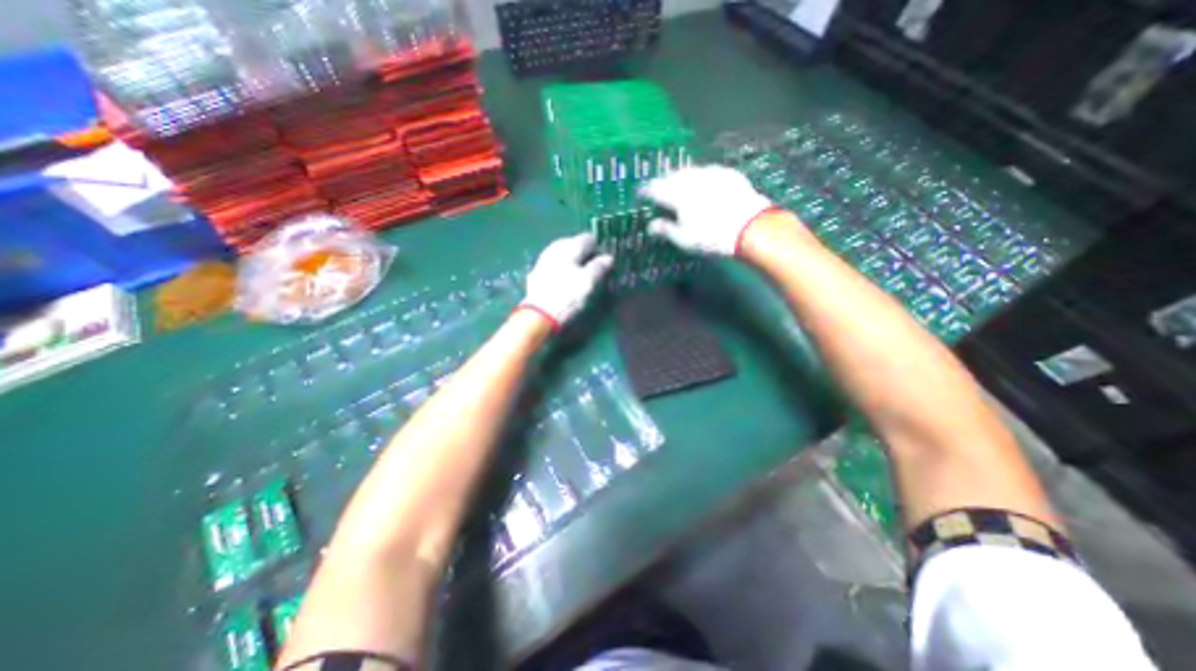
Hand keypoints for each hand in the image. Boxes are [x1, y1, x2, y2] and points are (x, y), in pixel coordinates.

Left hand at [521, 234, 616, 332]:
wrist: (538, 316)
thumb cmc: (567, 296)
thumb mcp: (588, 282)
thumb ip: (599, 267)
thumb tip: (608, 258)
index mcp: (569, 246)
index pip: (588, 238)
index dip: (599, 248)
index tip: (605, 260)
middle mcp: (554, 249)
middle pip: (572, 244)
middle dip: (584, 253)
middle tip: (593, 267)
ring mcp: (542, 261)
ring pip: (561, 254)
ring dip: (571, 260)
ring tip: (580, 274)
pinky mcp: (536, 274)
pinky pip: (553, 266)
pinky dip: (561, 269)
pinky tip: (564, 280)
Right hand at [645, 166, 777, 255]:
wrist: (750, 227)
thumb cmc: (711, 237)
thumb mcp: (685, 239)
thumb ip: (666, 230)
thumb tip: (651, 226)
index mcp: (677, 195)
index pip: (655, 189)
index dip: (646, 191)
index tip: (641, 193)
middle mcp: (692, 180)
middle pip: (672, 176)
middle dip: (664, 182)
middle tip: (660, 189)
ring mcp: (711, 174)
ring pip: (691, 171)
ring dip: (682, 177)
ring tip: (680, 184)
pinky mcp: (728, 174)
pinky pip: (709, 171)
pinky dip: (701, 176)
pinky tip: (704, 182)